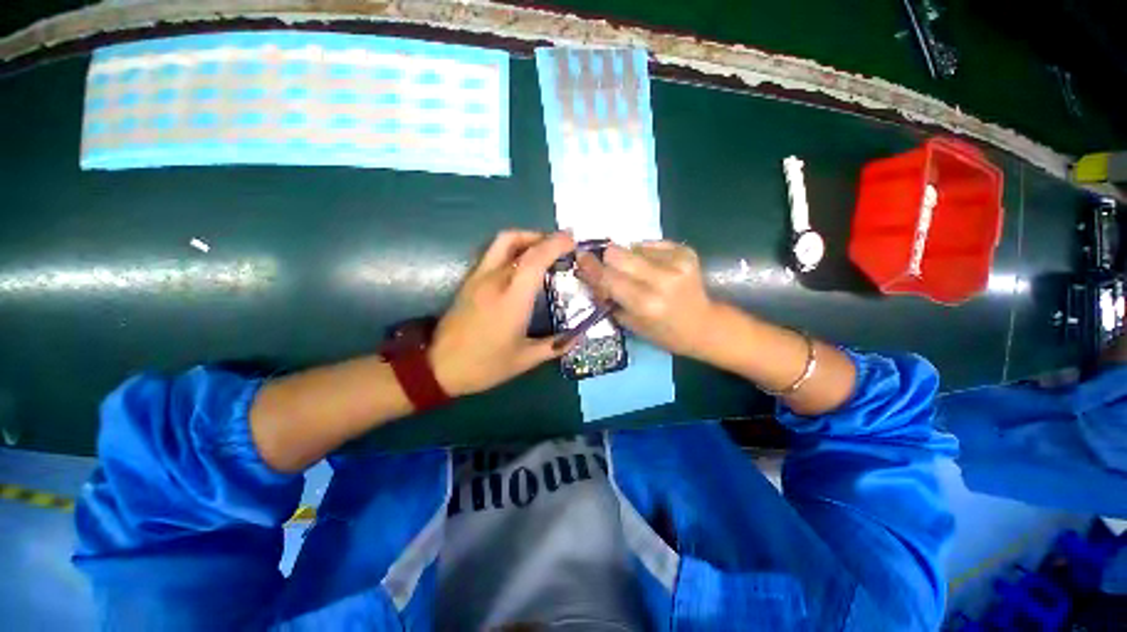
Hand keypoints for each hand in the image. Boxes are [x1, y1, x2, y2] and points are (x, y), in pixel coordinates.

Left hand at [429, 230, 575, 395]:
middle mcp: (494, 281)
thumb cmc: (484, 365)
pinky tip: (522, 264)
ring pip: (502, 242)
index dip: (555, 245)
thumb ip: (554, 346)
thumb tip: (577, 337)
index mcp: (512, 300)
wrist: (438, 367)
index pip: (534, 260)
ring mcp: (478, 278)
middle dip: (544, 237)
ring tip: (543, 250)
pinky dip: (513, 248)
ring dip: (526, 238)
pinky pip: (493, 253)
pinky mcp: (470, 281)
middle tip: (562, 245)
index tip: (573, 241)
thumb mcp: (524, 360)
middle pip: (517, 242)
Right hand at [577, 241, 716, 357]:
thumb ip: (609, 298)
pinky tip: (653, 268)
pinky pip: (650, 244)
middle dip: (607, 259)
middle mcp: (662, 279)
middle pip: (617, 253)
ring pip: (633, 246)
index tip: (579, 256)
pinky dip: (644, 255)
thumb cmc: (663, 332)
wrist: (703, 325)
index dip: (590, 266)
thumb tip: (591, 275)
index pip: (608, 277)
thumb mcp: (629, 323)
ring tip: (636, 272)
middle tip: (607, 267)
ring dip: (627, 258)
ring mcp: (678, 262)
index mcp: (646, 303)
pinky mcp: (686, 251)